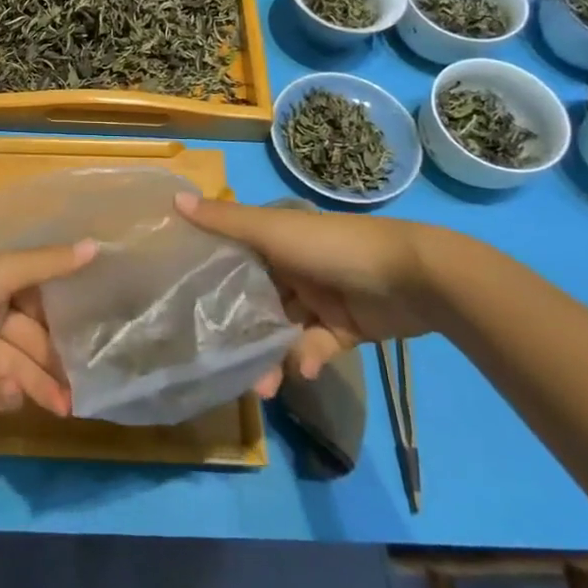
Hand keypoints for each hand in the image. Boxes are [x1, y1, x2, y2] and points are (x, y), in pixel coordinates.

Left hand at [0, 241, 94, 415]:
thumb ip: (47, 264)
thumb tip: (97, 245)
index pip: (39, 299)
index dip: (64, 318)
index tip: (96, 337)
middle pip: (29, 338)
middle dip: (54, 362)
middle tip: (84, 390)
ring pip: (13, 365)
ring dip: (36, 384)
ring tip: (64, 408)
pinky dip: (3, 393)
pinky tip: (14, 396)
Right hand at [176, 194, 436, 379]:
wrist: (414, 278)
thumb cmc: (334, 247)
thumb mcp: (274, 231)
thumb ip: (226, 222)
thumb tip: (173, 200)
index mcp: (275, 238)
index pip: (233, 256)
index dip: (209, 276)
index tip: (180, 301)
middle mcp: (293, 265)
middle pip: (255, 299)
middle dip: (239, 330)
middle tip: (219, 360)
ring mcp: (319, 297)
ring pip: (282, 329)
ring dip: (271, 355)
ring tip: (263, 387)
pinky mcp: (344, 328)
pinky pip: (315, 346)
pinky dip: (307, 358)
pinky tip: (303, 371)